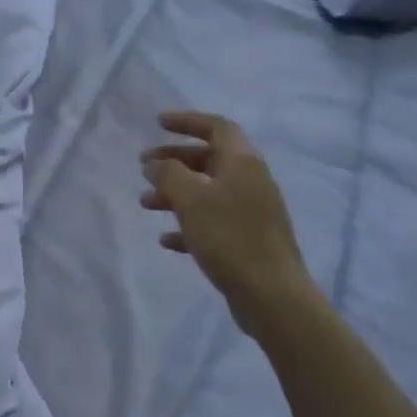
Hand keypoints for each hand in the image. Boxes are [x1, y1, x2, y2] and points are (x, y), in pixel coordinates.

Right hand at [140, 111, 318, 340]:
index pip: (217, 127)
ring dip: (175, 193)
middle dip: (175, 160)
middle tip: (144, 166)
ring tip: (145, 204)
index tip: (158, 123)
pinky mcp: (247, 241)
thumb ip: (168, 174)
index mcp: (243, 163)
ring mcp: (251, 212)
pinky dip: (188, 224)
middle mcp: (251, 182)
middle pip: (210, 159)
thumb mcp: (191, 199)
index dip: (187, 121)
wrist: (272, 295)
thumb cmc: (230, 238)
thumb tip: (155, 163)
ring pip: (207, 192)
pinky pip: (212, 222)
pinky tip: (167, 240)